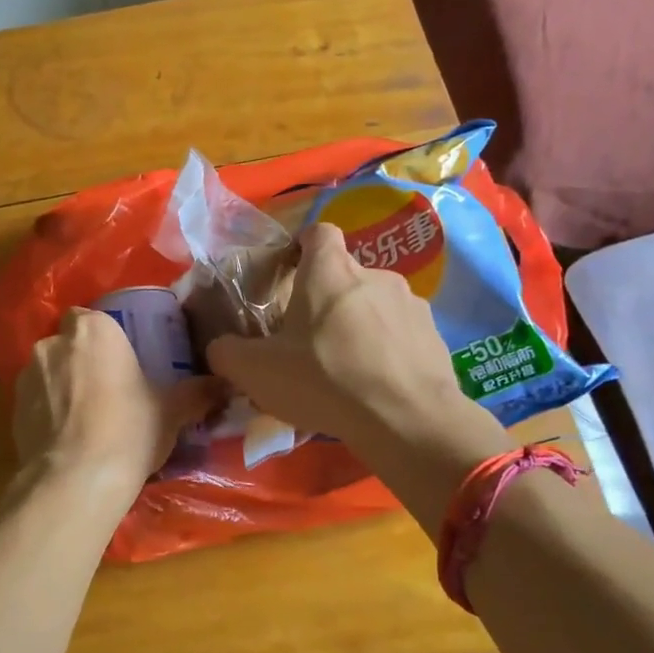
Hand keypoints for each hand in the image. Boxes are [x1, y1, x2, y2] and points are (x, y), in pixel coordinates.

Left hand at [14, 308, 220, 490]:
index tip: (121, 360)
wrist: (76, 481)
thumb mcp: (171, 411)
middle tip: (107, 389)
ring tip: (85, 418)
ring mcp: (26, 376)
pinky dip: (47, 412)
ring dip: (62, 386)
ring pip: (48, 371)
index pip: (92, 316)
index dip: (105, 337)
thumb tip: (224, 384)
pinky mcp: (12, 409)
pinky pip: (35, 401)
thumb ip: (197, 392)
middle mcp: (53, 343)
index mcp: (93, 330)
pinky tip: (67, 438)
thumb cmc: (129, 431)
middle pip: (68, 343)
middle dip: (82, 360)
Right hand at [206, 224, 507, 457]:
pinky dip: (387, 351)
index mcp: (329, 271)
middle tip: (308, 341)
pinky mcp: (434, 336)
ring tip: (346, 370)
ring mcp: (411, 304)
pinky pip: (401, 335)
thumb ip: (227, 353)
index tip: (289, 273)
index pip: (317, 233)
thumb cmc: (324, 380)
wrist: (406, 419)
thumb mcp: (256, 371)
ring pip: (374, 305)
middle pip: (344, 275)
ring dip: (359, 326)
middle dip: (326, 300)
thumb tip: (219, 348)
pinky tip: (376, 386)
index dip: (301, 247)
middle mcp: (375, 275)